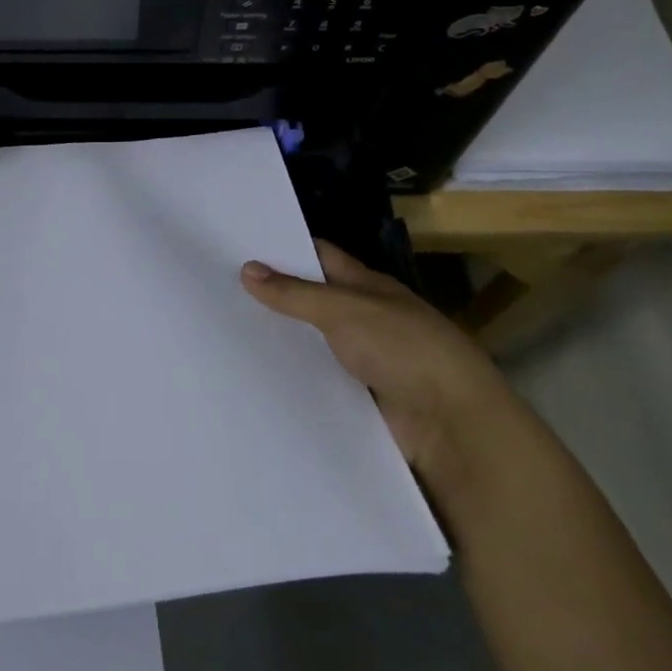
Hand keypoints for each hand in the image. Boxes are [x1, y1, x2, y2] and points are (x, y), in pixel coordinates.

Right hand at [241, 242, 510, 486]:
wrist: (453, 426)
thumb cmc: (403, 349)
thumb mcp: (345, 311)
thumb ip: (295, 293)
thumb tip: (246, 268)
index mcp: (368, 286)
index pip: (320, 256)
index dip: (284, 247)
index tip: (238, 244)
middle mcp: (365, 318)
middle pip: (312, 300)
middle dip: (273, 295)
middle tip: (219, 289)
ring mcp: (363, 360)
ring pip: (312, 342)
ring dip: (280, 339)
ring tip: (225, 332)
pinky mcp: (359, 398)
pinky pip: (317, 380)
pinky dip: (293, 377)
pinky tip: (255, 376)